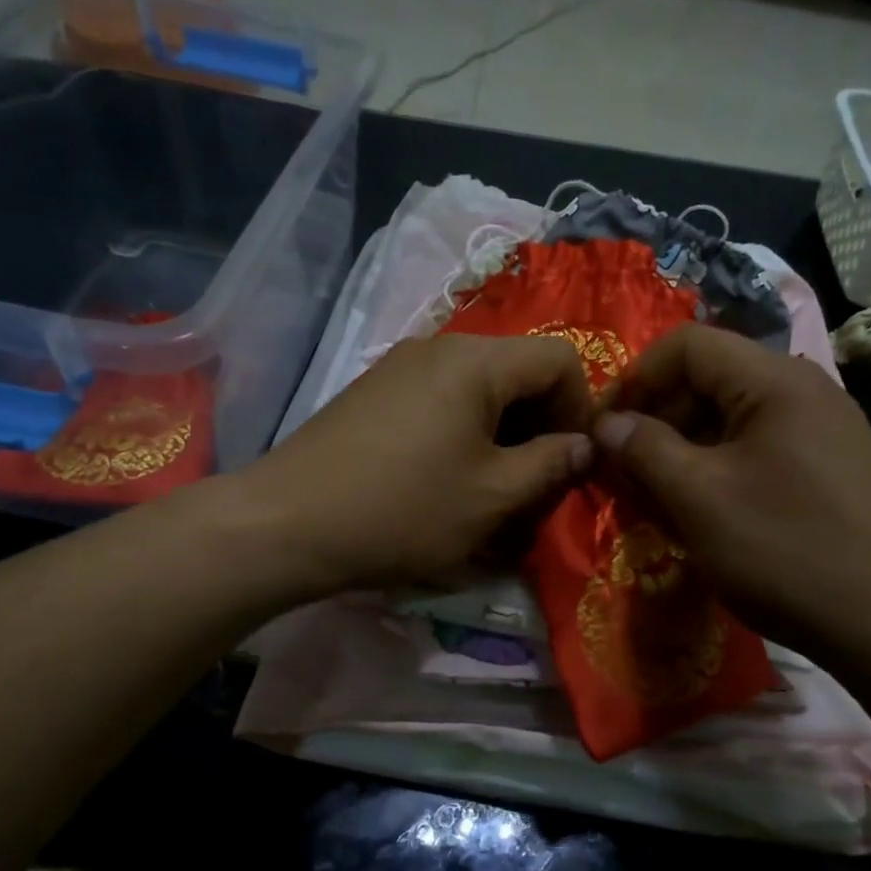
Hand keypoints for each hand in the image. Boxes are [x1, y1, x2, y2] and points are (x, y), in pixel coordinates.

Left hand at [239, 334, 594, 595]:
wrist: (286, 523)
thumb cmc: (402, 510)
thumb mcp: (492, 496)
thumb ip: (551, 465)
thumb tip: (584, 445)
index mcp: (475, 361)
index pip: (560, 358)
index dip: (583, 408)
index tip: (574, 463)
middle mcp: (439, 346)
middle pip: (518, 371)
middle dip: (541, 425)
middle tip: (537, 484)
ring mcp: (400, 366)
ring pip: (479, 389)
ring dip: (502, 434)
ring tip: (493, 488)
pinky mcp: (375, 392)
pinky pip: (441, 400)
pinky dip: (463, 433)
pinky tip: (447, 479)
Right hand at [592, 324, 870, 663]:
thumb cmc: (785, 551)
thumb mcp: (699, 498)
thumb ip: (643, 450)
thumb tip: (606, 424)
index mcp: (776, 381)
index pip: (687, 345)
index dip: (634, 379)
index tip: (603, 429)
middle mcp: (804, 391)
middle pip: (709, 379)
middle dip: (656, 419)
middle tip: (622, 471)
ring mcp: (822, 430)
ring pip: (730, 419)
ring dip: (682, 449)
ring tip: (653, 497)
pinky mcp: (828, 468)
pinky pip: (756, 449)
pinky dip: (716, 469)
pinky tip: (700, 511)